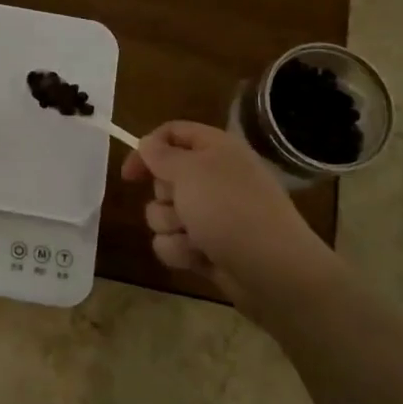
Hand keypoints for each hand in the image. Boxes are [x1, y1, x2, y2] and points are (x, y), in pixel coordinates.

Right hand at [121, 121, 336, 288]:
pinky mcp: (207, 247)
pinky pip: (173, 243)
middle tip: (181, 204)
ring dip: (171, 227)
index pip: (173, 133)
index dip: (147, 148)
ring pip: (163, 215)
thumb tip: (147, 143)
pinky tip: (199, 257)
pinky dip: (181, 251)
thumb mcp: (190, 171)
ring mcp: (211, 215)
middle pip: (163, 178)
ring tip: (194, 237)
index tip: (129, 173)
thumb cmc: (230, 209)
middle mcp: (213, 178)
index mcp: (216, 150)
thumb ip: (161, 155)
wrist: (272, 269)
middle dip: (163, 196)